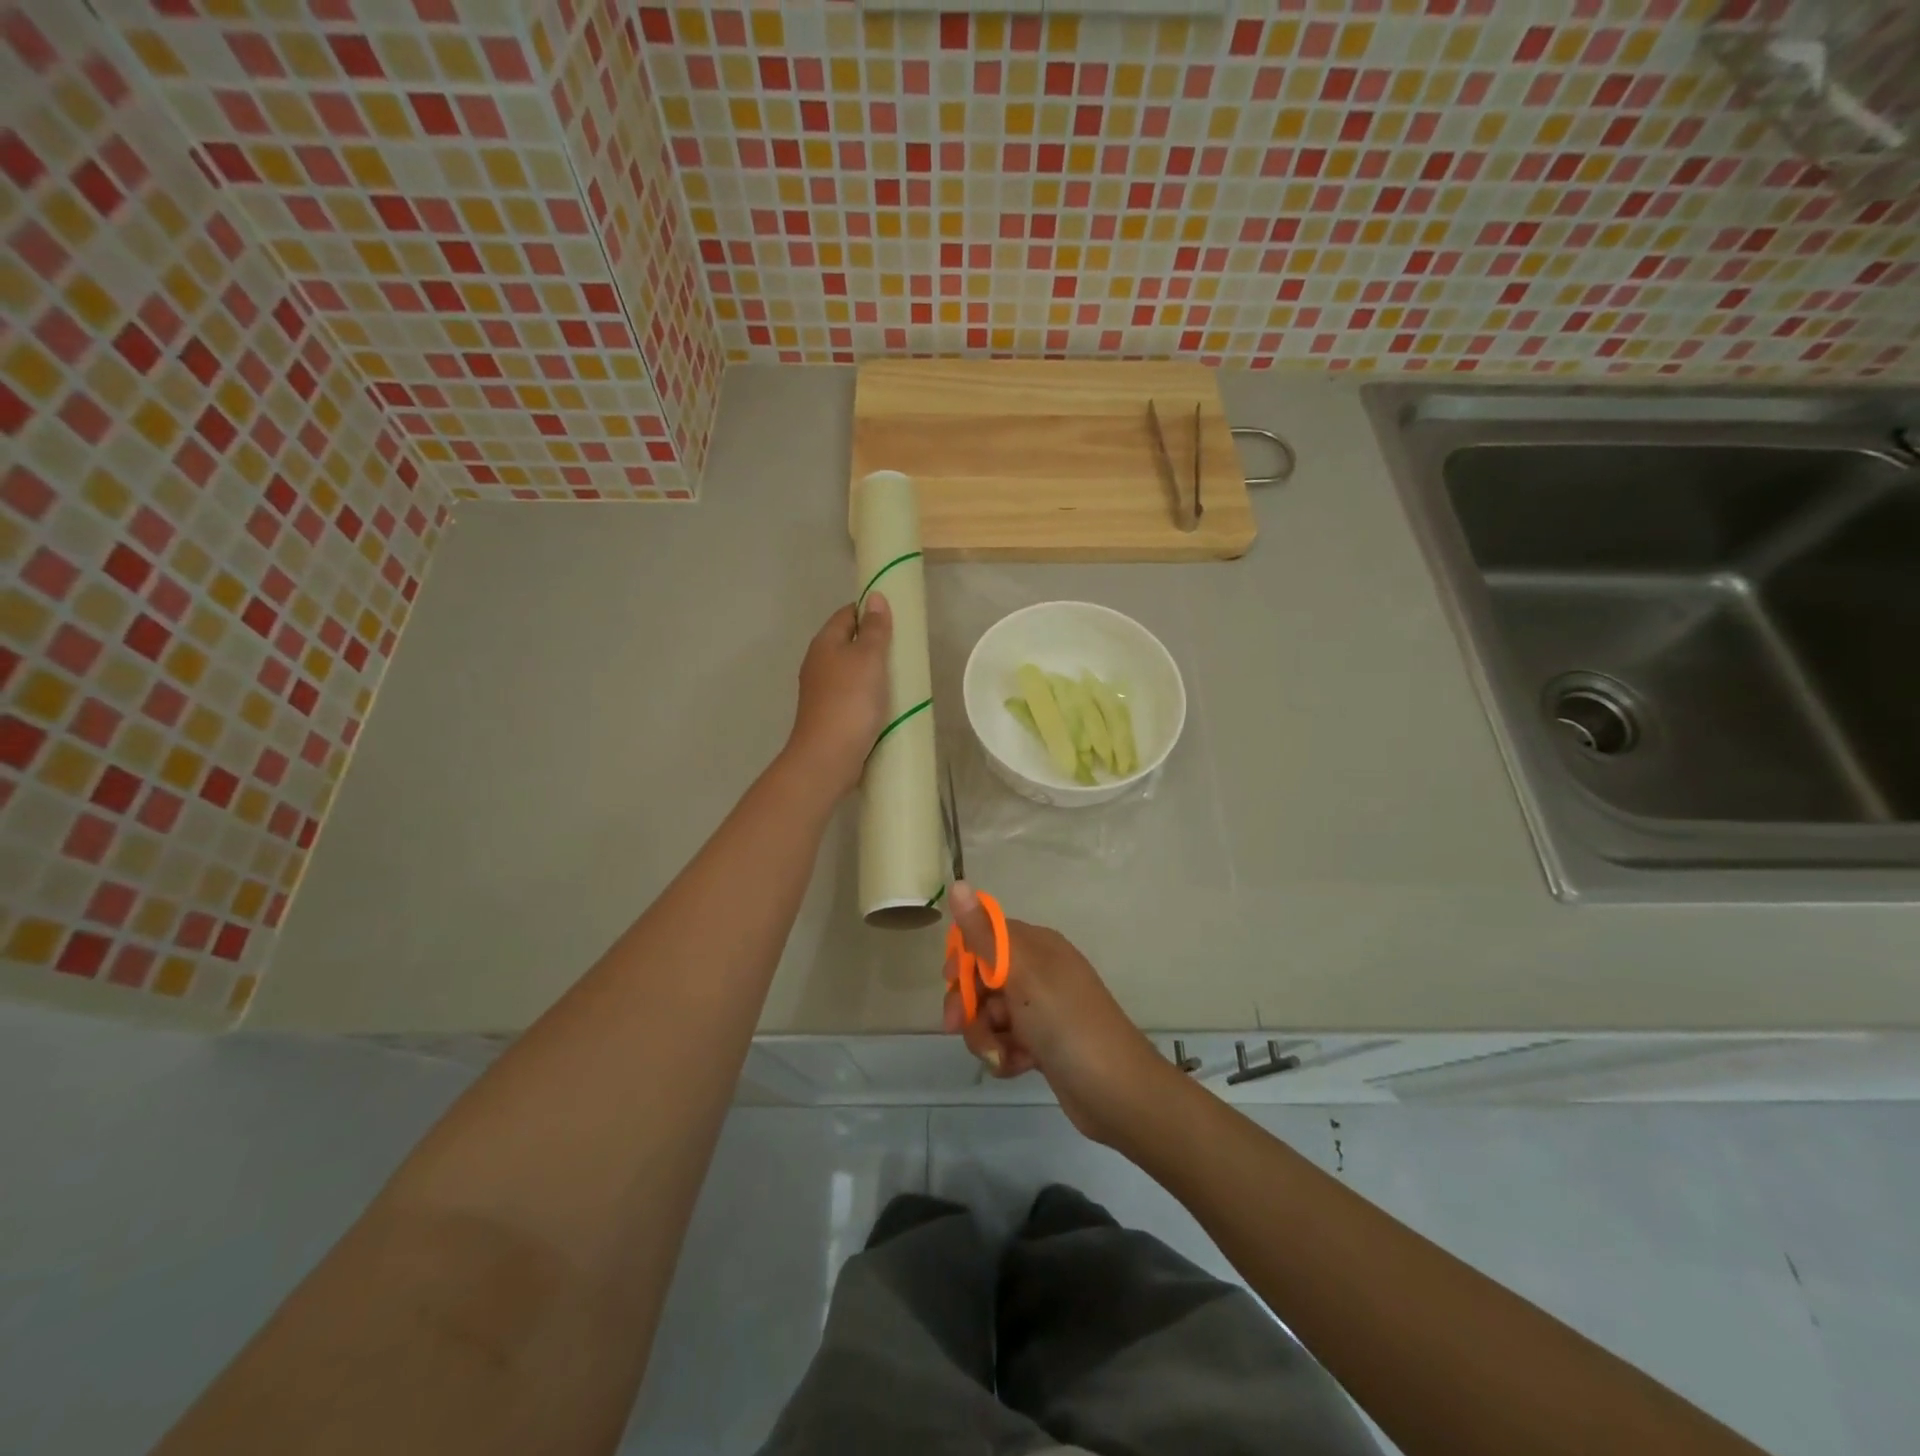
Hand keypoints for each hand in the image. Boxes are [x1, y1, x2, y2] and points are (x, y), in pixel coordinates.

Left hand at [784, 594, 892, 799]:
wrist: (828, 757)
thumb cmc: (850, 701)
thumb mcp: (868, 658)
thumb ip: (874, 629)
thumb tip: (875, 597)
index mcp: (824, 644)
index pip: (846, 614)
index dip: (869, 610)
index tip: (896, 616)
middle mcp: (818, 664)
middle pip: (848, 642)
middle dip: (873, 642)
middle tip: (905, 647)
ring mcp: (822, 691)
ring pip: (850, 670)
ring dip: (872, 670)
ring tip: (902, 674)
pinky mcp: (830, 715)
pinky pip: (852, 694)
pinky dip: (869, 693)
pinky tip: (886, 702)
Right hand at [941, 882, 1176, 1143]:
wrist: (1116, 1090)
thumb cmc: (1065, 1022)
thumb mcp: (1021, 973)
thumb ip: (984, 933)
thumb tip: (959, 883)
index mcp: (1036, 946)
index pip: (985, 936)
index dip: (963, 957)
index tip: (950, 980)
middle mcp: (1038, 971)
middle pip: (982, 979)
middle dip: (968, 1004)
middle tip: (957, 1026)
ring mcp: (1041, 1009)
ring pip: (990, 1014)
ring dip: (985, 1036)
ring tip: (999, 1055)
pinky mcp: (1042, 1043)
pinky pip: (1006, 1041)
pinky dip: (1004, 1054)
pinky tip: (1016, 1067)